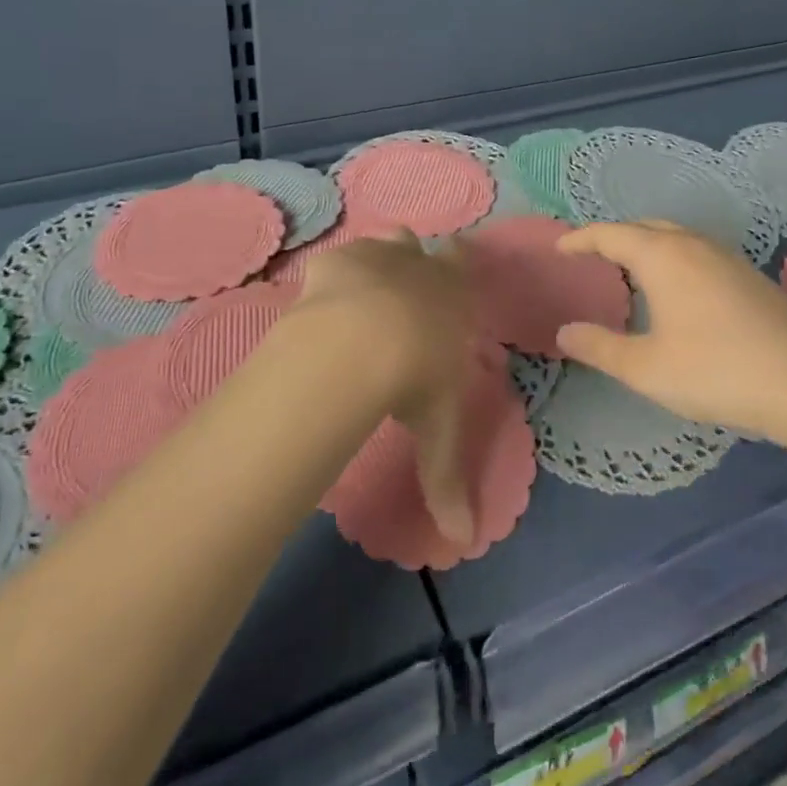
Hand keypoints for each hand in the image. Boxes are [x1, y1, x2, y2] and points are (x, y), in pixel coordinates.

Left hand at [295, 231, 476, 542]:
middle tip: (404, 293)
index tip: (454, 268)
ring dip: (379, 259)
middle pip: (420, 246)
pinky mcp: (334, 261)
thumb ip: (447, 480)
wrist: (363, 341)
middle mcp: (419, 264)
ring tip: (365, 292)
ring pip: (384, 243)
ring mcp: (376, 256)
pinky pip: (337, 260)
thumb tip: (463, 542)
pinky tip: (322, 300)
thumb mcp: (438, 428)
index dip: (460, 262)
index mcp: (454, 293)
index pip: (464, 262)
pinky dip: (333, 275)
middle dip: (415, 263)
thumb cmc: (417, 377)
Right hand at [554, 220, 786, 444]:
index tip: (560, 248)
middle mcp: (696, 246)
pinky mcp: (754, 279)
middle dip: (616, 237)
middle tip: (594, 257)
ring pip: (678, 239)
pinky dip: (675, 261)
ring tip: (632, 273)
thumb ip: (600, 347)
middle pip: (646, 227)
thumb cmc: (717, 371)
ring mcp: (730, 259)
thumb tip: (564, 331)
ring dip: (649, 247)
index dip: (581, 239)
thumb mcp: (647, 368)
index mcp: (663, 256)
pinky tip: (680, 294)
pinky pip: (700, 255)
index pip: (611, 234)